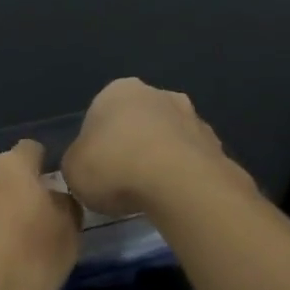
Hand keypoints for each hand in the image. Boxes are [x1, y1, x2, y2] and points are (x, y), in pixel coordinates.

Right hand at [62, 77, 246, 216]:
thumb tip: (86, 165)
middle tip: (122, 179)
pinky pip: (191, 161)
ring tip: (151, 193)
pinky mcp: (217, 145)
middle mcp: (157, 94)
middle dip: (132, 143)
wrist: (180, 185)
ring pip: (168, 138)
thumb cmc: (114, 167)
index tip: (96, 168)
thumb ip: (77, 161)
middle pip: (138, 120)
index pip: (100, 113)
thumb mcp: (72, 169)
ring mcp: (192, 117)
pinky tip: (175, 198)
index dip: (96, 143)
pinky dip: (183, 175)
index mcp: (117, 91)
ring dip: (160, 158)